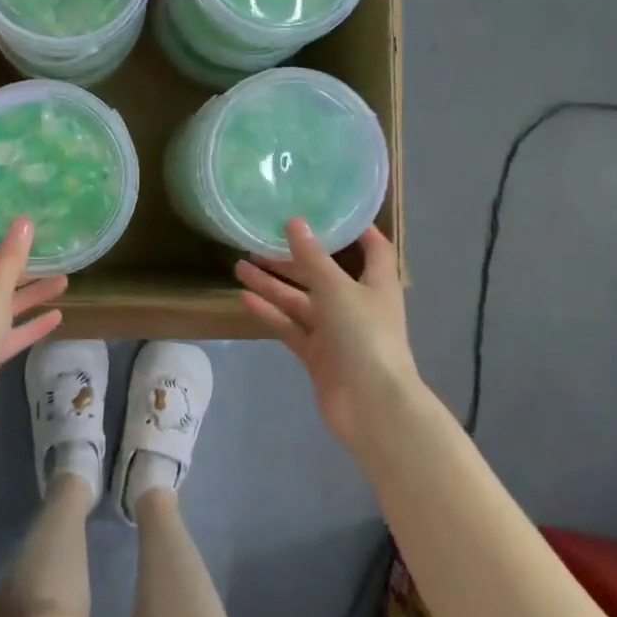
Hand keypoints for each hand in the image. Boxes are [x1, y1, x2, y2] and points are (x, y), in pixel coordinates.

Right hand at [236, 222, 419, 447]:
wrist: (372, 407)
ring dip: (273, 284)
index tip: (326, 209)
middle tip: (260, 239)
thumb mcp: (337, 289)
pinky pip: (290, 328)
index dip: (354, 229)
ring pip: (300, 301)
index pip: (372, 248)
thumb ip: (313, 257)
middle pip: (323, 273)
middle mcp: (357, 304)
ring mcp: (336, 332)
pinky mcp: (318, 355)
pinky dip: (270, 314)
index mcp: (376, 283)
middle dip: (293, 257)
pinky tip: (244, 299)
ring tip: (239, 266)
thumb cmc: (364, 336)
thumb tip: (294, 221)